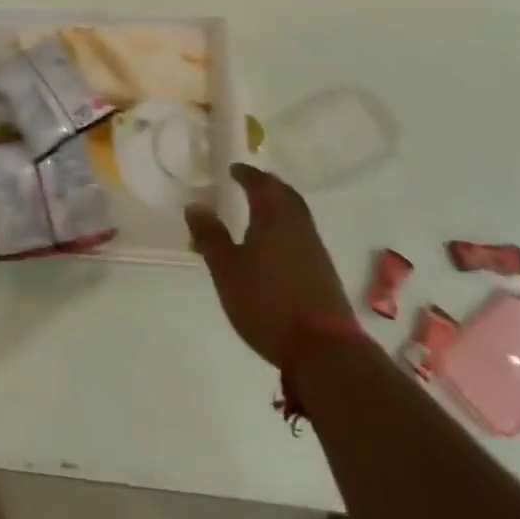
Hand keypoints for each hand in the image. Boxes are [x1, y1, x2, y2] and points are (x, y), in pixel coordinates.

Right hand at [185, 162, 354, 369]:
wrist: (324, 349)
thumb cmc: (267, 302)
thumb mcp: (227, 270)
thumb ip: (210, 236)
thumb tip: (195, 205)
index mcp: (274, 217)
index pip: (260, 184)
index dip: (246, 174)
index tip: (233, 169)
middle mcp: (298, 225)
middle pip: (285, 194)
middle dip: (266, 185)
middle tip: (248, 183)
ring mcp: (315, 248)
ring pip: (296, 213)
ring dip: (279, 204)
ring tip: (260, 209)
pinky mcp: (323, 270)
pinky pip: (302, 233)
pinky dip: (286, 225)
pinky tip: (276, 243)